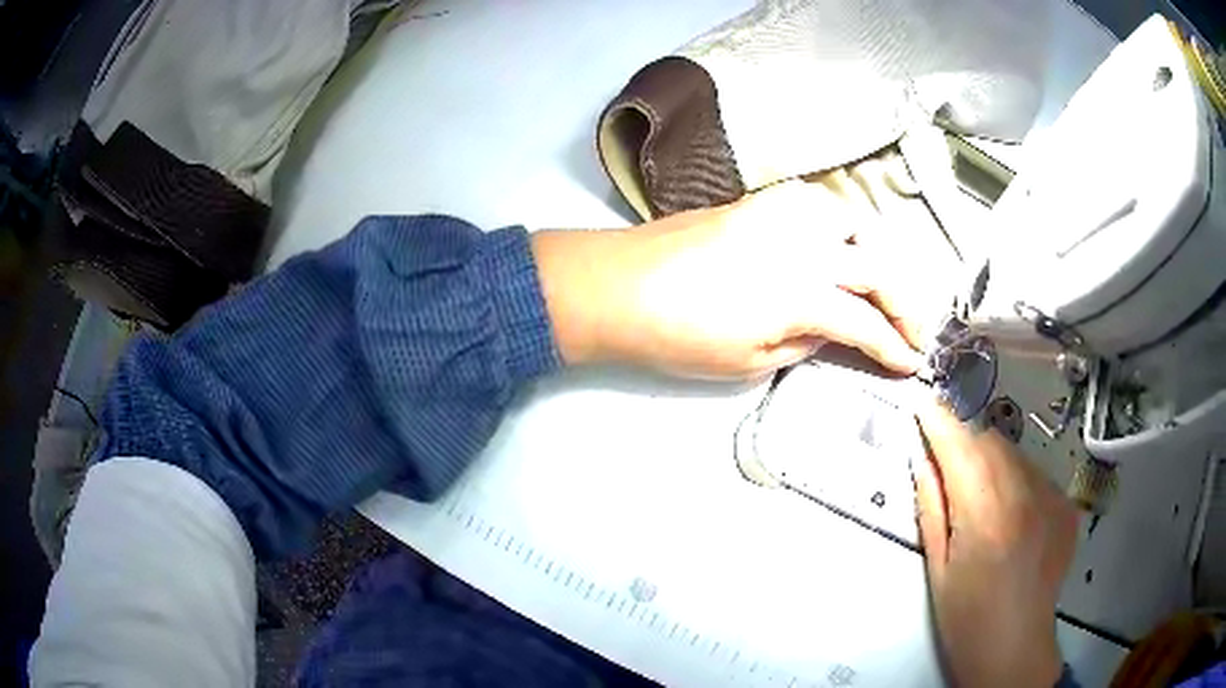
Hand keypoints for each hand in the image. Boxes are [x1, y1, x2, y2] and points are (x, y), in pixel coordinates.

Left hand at [532, 181, 936, 378]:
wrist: (622, 285)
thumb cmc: (680, 336)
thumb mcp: (749, 361)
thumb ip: (803, 342)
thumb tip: (830, 329)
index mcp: (802, 294)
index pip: (866, 323)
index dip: (895, 347)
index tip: (912, 364)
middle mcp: (804, 246)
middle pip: (875, 269)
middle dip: (905, 303)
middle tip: (915, 329)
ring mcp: (782, 216)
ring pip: (851, 222)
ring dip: (875, 253)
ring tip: (878, 282)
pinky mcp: (758, 202)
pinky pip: (814, 202)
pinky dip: (836, 221)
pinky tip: (832, 239)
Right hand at [914, 403, 1078, 687]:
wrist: (1015, 648)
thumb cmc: (966, 618)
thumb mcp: (938, 567)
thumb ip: (932, 506)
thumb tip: (924, 458)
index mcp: (985, 513)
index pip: (959, 444)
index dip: (939, 420)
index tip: (923, 404)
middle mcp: (1024, 493)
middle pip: (990, 440)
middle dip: (965, 439)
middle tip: (947, 457)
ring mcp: (1052, 496)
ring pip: (1014, 453)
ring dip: (991, 457)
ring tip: (980, 492)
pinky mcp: (1066, 504)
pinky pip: (1035, 474)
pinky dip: (1016, 479)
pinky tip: (1010, 512)